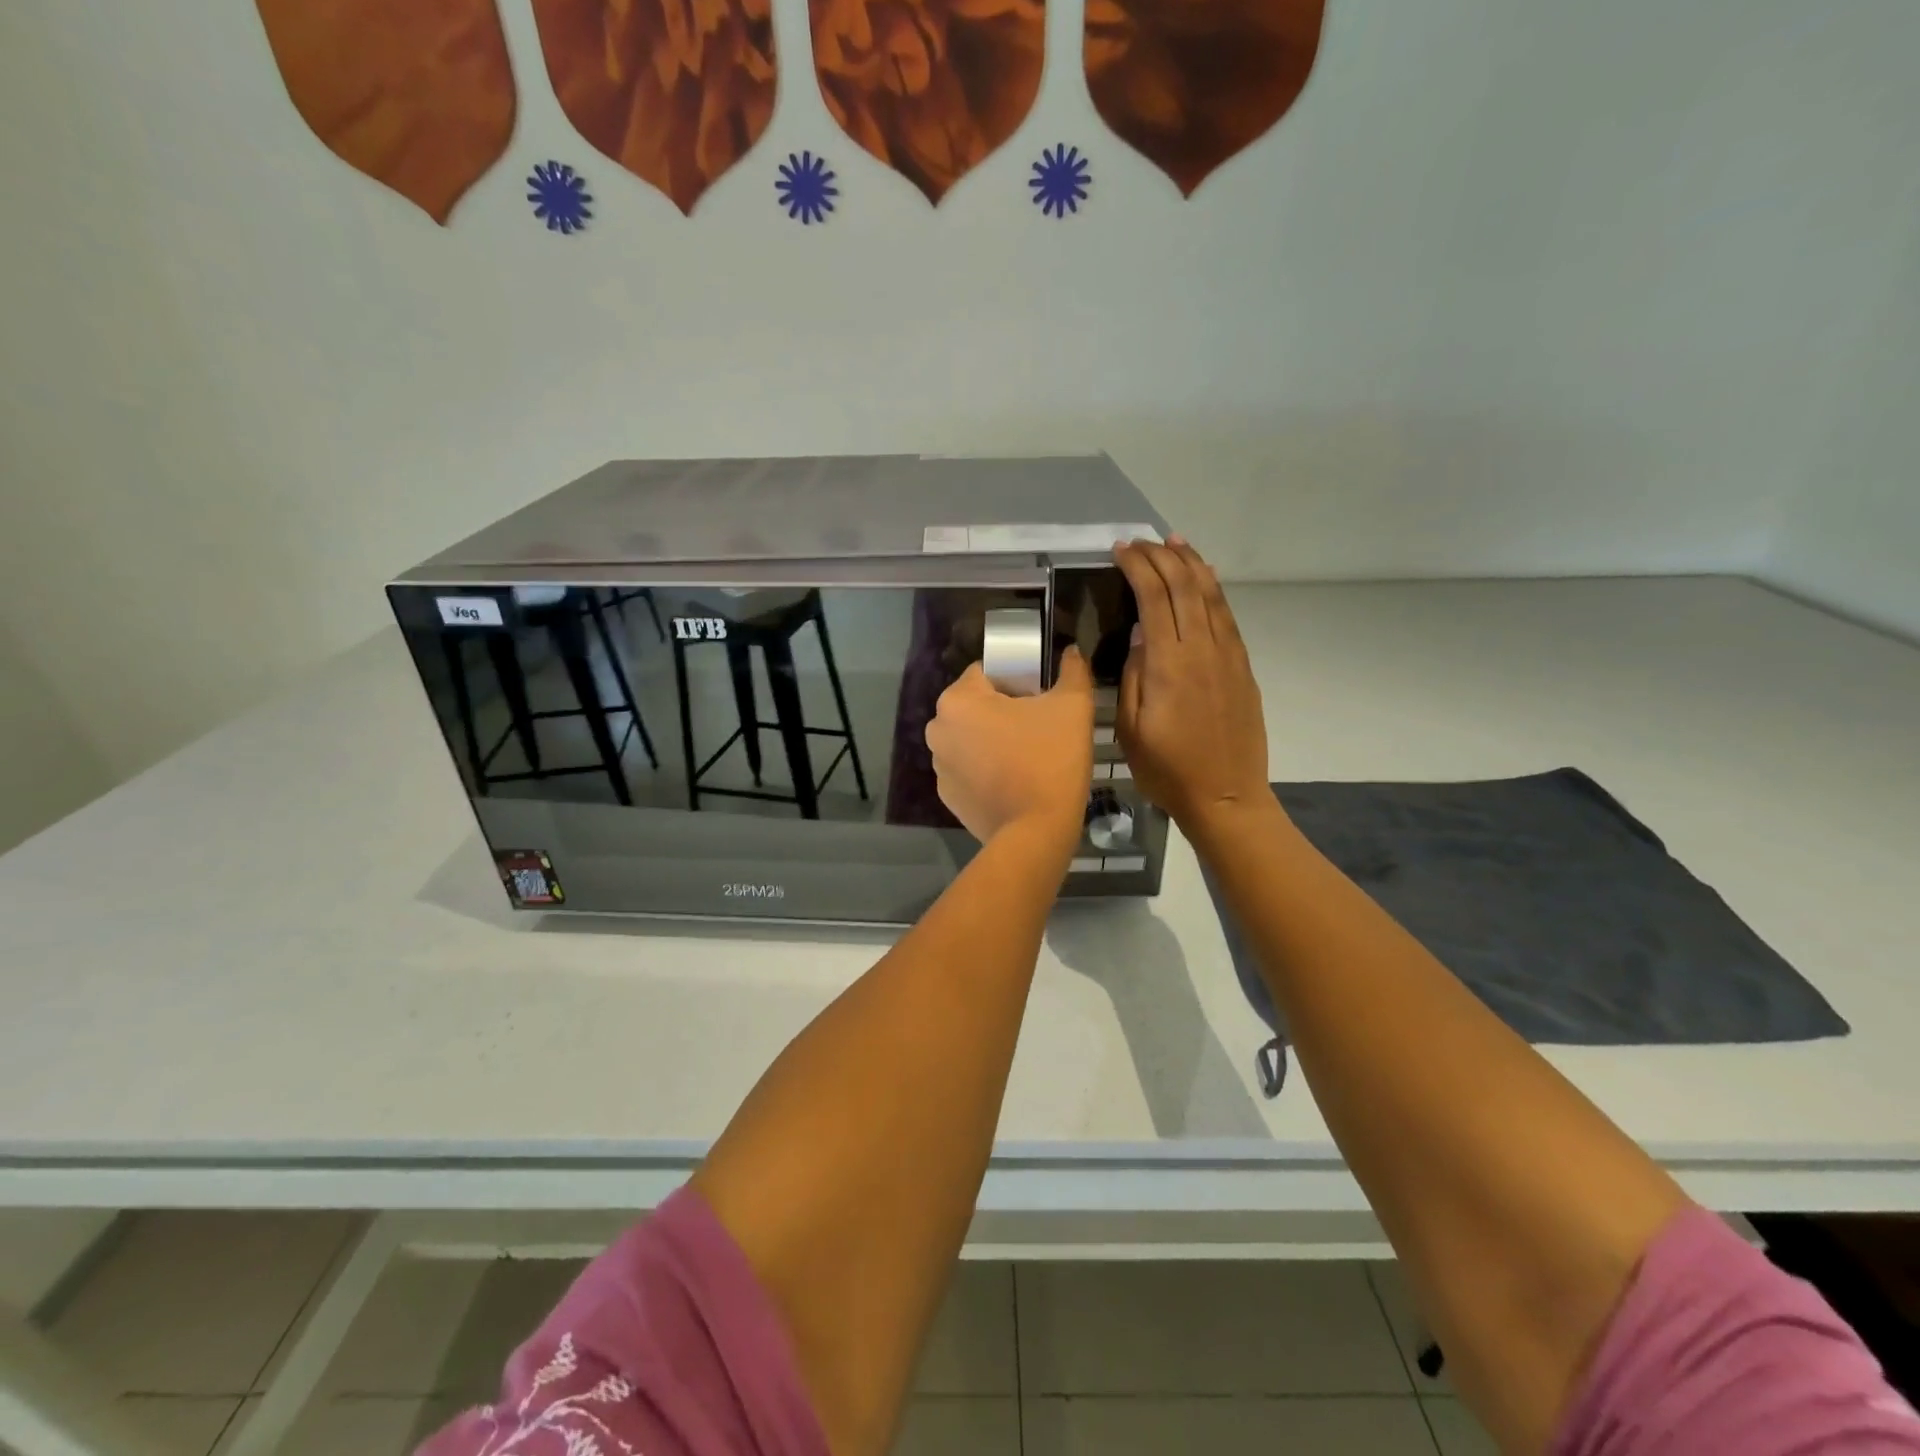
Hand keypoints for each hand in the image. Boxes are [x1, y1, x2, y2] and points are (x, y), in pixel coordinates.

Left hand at [927, 647, 1094, 847]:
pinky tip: (1013, 781)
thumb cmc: (1051, 760)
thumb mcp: (1073, 706)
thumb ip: (1072, 671)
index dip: (1016, 680)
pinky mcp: (947, 796)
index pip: (986, 672)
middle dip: (1002, 711)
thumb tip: (1071, 652)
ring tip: (1027, 758)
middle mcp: (938, 728)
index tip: (1040, 699)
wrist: (1036, 832)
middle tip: (1038, 728)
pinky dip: (985, 769)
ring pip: (970, 738)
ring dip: (992, 740)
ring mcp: (938, 765)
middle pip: (975, 705)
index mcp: (959, 699)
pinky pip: (968, 769)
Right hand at [1112, 537, 1271, 835]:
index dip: (1137, 567)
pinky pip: (1227, 616)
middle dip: (1162, 556)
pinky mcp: (1243, 668)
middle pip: (1185, 586)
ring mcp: (1228, 656)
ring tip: (1175, 543)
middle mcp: (1203, 649)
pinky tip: (1205, 580)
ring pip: (1211, 595)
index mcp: (1169, 664)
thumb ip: (1134, 675)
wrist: (1226, 797)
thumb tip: (1140, 634)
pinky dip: (1213, 590)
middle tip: (1140, 542)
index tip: (1120, 551)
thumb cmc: (1168, 769)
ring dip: (1192, 563)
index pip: (1154, 597)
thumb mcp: (1132, 729)